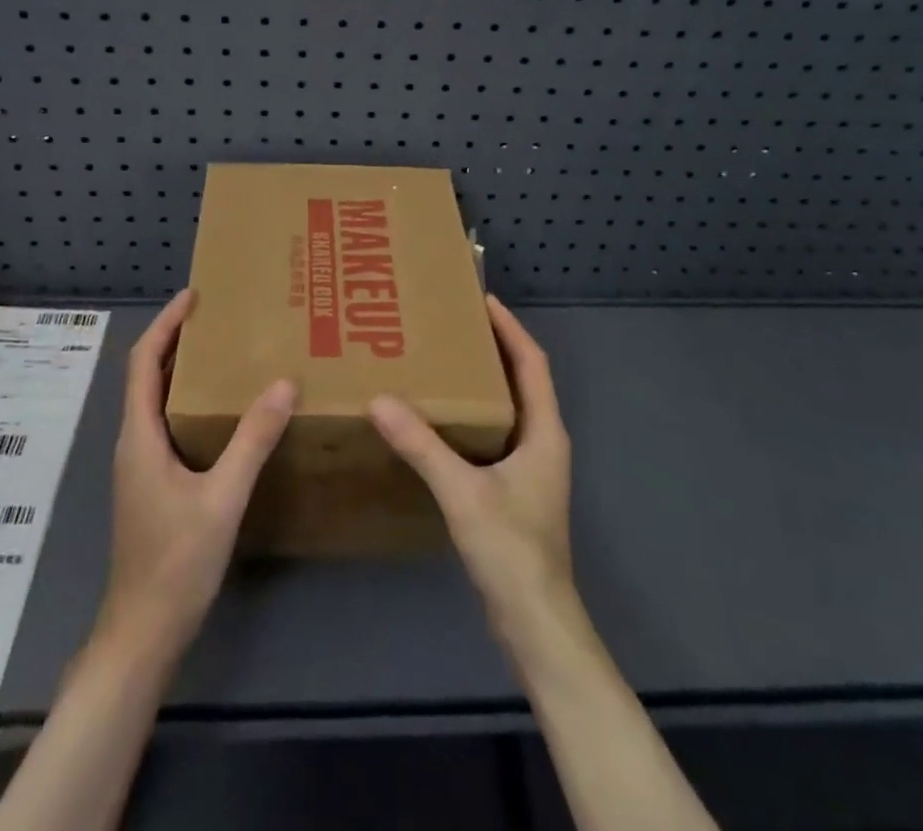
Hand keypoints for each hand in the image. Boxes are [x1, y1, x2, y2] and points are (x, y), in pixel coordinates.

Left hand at [96, 289, 297, 658]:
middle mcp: (133, 442)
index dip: (166, 324)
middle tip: (220, 316)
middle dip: (177, 339)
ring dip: (183, 370)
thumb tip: (284, 383)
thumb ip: (253, 440)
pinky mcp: (153, 483)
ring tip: (225, 352)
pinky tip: (223, 411)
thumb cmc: (175, 563)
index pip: (143, 361)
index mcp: (139, 435)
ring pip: (157, 400)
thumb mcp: (222, 498)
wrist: (142, 634)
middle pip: (148, 375)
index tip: (195, 296)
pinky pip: (168, 424)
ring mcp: (141, 465)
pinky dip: (189, 401)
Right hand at [369, 296, 574, 643]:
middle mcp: (542, 442)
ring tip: (441, 363)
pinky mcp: (515, 490)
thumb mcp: (462, 491)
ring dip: (482, 383)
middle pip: (522, 380)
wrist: (536, 623)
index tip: (482, 299)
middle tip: (450, 326)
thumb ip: (422, 445)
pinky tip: (440, 422)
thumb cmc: (511, 548)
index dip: (510, 328)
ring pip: (508, 409)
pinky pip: (495, 436)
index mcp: (543, 431)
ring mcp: (531, 468)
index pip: (532, 362)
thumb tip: (379, 400)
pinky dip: (473, 417)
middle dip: (492, 348)